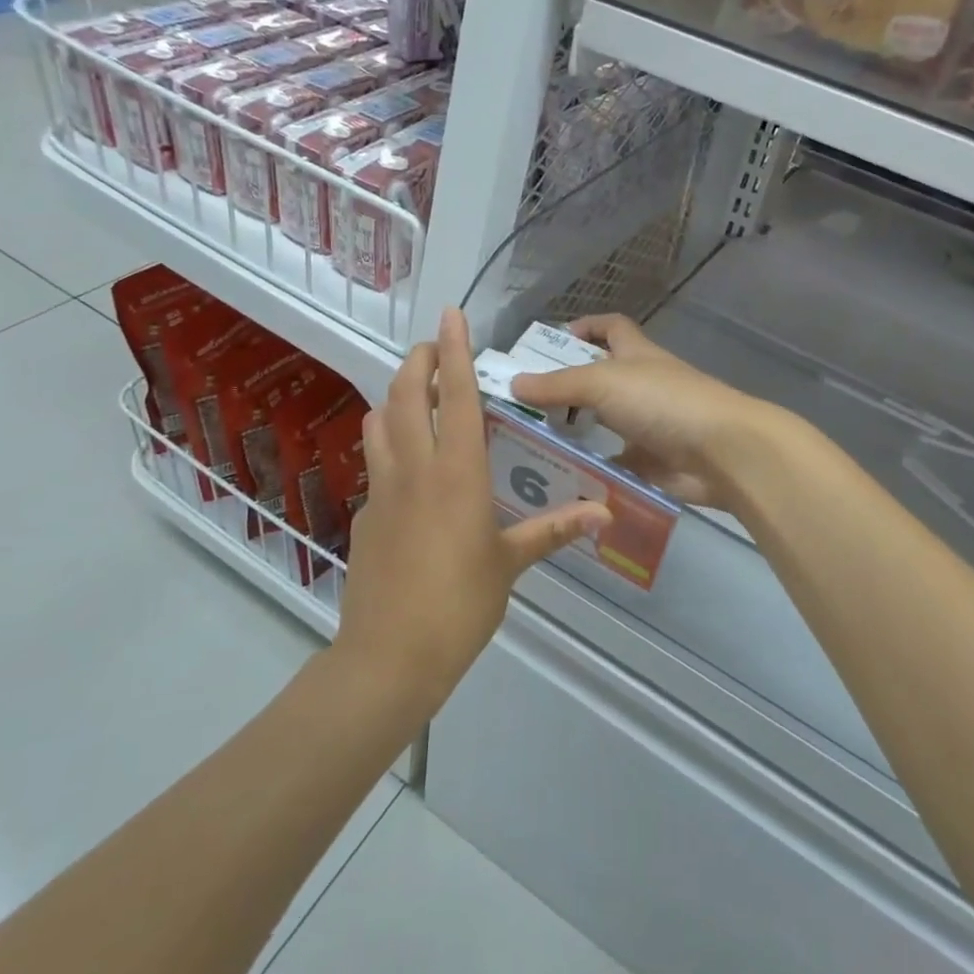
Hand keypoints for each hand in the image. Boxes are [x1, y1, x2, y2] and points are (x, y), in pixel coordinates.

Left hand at [336, 309, 610, 706]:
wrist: (389, 656)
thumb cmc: (460, 605)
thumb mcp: (511, 564)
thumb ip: (555, 529)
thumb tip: (605, 512)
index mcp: (457, 474)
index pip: (457, 397)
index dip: (455, 352)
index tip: (451, 317)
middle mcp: (415, 469)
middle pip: (406, 396)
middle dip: (418, 361)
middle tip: (434, 347)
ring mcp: (383, 490)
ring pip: (379, 423)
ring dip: (396, 396)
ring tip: (417, 393)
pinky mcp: (367, 515)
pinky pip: (376, 462)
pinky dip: (388, 441)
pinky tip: (408, 464)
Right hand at [509, 314, 774, 510]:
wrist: (721, 452)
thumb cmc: (663, 402)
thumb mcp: (603, 382)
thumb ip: (558, 385)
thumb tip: (514, 382)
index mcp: (636, 354)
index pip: (611, 327)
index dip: (585, 327)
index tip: (550, 342)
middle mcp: (643, 386)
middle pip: (601, 379)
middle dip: (567, 388)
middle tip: (524, 405)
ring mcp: (649, 425)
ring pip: (605, 425)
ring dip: (576, 433)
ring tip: (530, 444)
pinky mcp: (652, 463)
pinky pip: (615, 466)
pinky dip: (593, 472)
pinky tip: (559, 480)